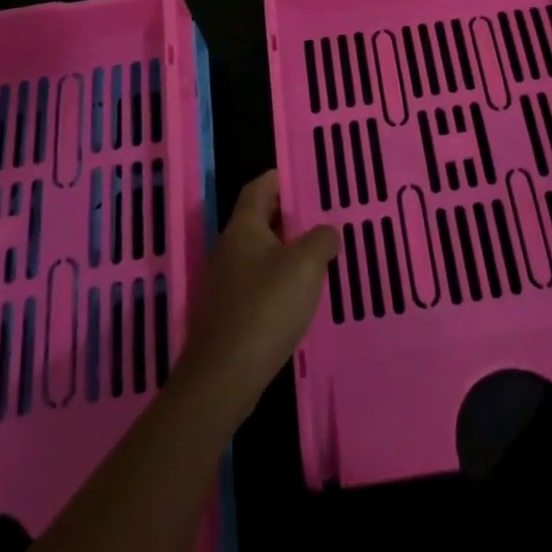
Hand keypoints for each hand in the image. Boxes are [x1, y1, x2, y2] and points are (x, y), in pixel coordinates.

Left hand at [178, 171, 338, 413]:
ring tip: (317, 251)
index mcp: (243, 228)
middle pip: (257, 219)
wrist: (225, 376)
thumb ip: (321, 240)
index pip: (258, 189)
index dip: (277, 179)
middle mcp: (229, 249)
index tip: (299, 175)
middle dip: (286, 214)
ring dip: (284, 248)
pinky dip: (278, 278)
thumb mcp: (305, 265)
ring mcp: (226, 282)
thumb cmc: (266, 308)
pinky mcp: (230, 312)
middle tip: (318, 213)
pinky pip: (257, 281)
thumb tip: (326, 233)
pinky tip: (300, 292)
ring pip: (259, 252)